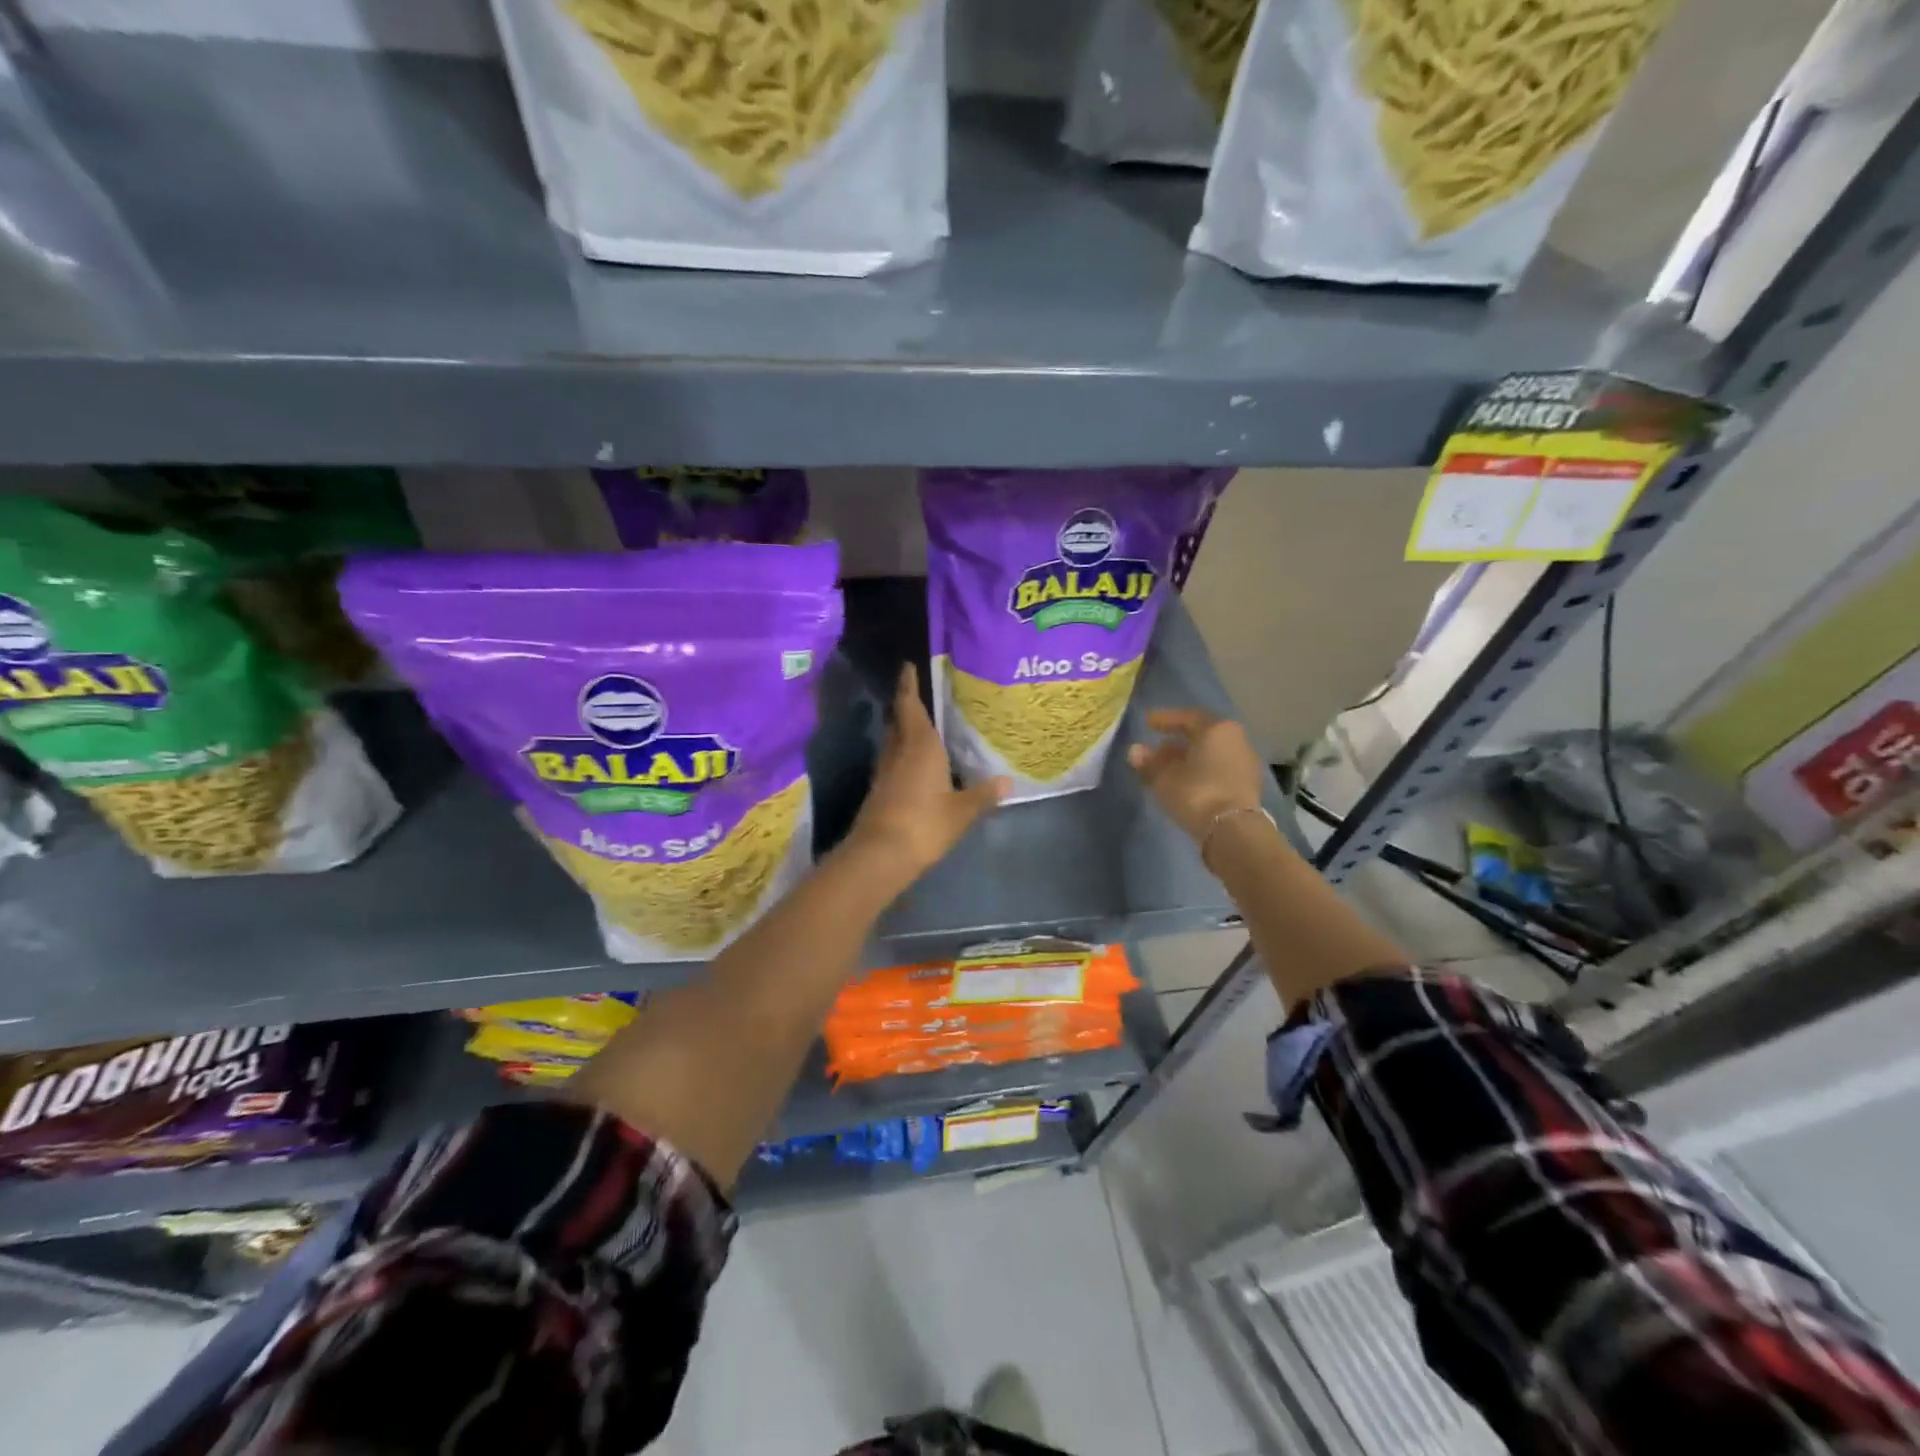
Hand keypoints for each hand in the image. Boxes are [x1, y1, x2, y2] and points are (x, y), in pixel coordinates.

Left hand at [844, 664, 1008, 881]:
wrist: (880, 854)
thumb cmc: (925, 823)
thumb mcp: (961, 811)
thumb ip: (983, 794)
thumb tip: (1006, 781)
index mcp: (920, 746)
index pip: (911, 706)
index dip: (908, 685)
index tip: (907, 666)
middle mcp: (899, 751)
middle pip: (899, 720)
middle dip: (906, 705)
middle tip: (918, 693)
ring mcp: (885, 771)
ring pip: (893, 740)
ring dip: (903, 729)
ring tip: (921, 725)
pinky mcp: (879, 790)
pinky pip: (893, 760)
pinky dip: (902, 753)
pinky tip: (915, 762)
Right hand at [1126, 709, 1267, 843]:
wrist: (1233, 831)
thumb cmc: (1196, 793)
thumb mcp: (1164, 778)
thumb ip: (1148, 762)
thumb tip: (1135, 751)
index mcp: (1216, 729)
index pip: (1187, 717)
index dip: (1165, 719)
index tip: (1148, 723)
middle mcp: (1235, 739)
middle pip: (1202, 735)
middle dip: (1178, 741)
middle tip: (1157, 749)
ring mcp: (1245, 762)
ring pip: (1212, 753)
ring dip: (1190, 758)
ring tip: (1169, 769)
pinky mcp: (1248, 784)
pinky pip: (1220, 768)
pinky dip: (1203, 770)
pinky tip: (1187, 782)